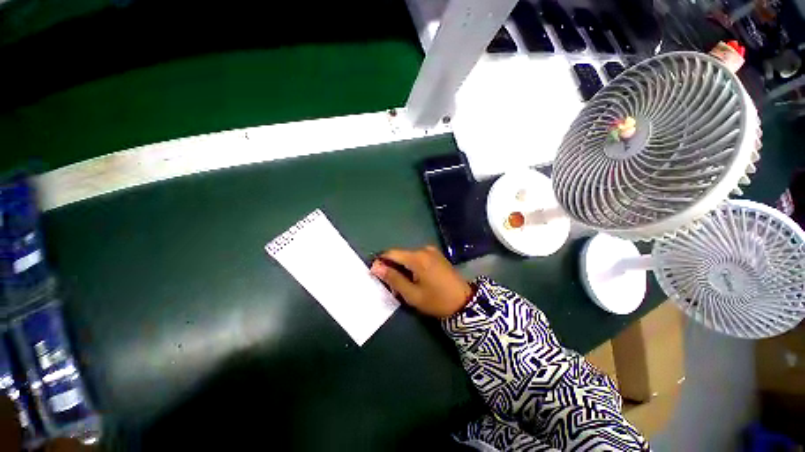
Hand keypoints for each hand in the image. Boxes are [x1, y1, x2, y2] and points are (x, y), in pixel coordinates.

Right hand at [370, 246, 472, 317]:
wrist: (464, 302)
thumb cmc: (436, 300)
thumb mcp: (412, 294)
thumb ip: (393, 278)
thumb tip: (376, 266)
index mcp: (417, 258)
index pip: (391, 253)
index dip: (381, 262)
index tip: (376, 274)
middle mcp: (424, 249)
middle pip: (400, 254)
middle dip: (393, 267)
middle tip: (393, 286)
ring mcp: (432, 251)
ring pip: (409, 256)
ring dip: (403, 267)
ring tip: (405, 285)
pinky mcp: (437, 255)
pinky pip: (418, 257)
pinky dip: (412, 266)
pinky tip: (416, 279)